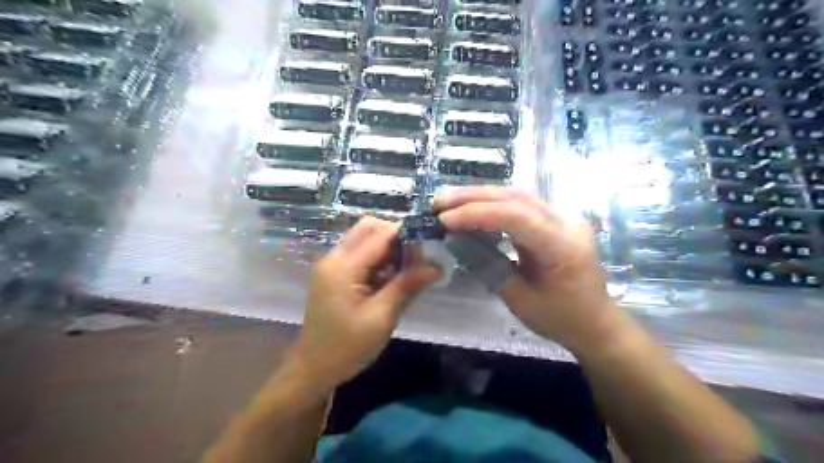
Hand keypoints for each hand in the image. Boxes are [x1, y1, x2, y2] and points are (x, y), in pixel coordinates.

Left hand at [291, 218, 439, 389]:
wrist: (314, 368)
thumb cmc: (347, 347)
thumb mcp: (381, 317)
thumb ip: (407, 286)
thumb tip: (436, 267)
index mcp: (343, 267)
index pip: (379, 235)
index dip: (406, 234)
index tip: (430, 242)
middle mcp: (334, 258)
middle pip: (368, 228)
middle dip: (396, 236)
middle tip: (418, 256)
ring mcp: (332, 265)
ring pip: (364, 239)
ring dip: (388, 247)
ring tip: (409, 268)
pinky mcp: (335, 274)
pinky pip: (360, 254)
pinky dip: (379, 259)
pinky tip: (392, 277)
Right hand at [437, 187, 617, 351]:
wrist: (596, 322)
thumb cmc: (561, 318)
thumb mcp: (519, 299)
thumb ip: (488, 265)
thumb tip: (456, 240)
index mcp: (563, 245)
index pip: (516, 216)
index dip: (476, 214)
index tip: (444, 220)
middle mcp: (567, 221)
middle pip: (516, 197)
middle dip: (473, 196)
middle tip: (439, 200)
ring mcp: (563, 217)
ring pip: (517, 195)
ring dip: (480, 195)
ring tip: (449, 200)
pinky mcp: (555, 219)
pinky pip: (521, 204)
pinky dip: (493, 204)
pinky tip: (472, 206)